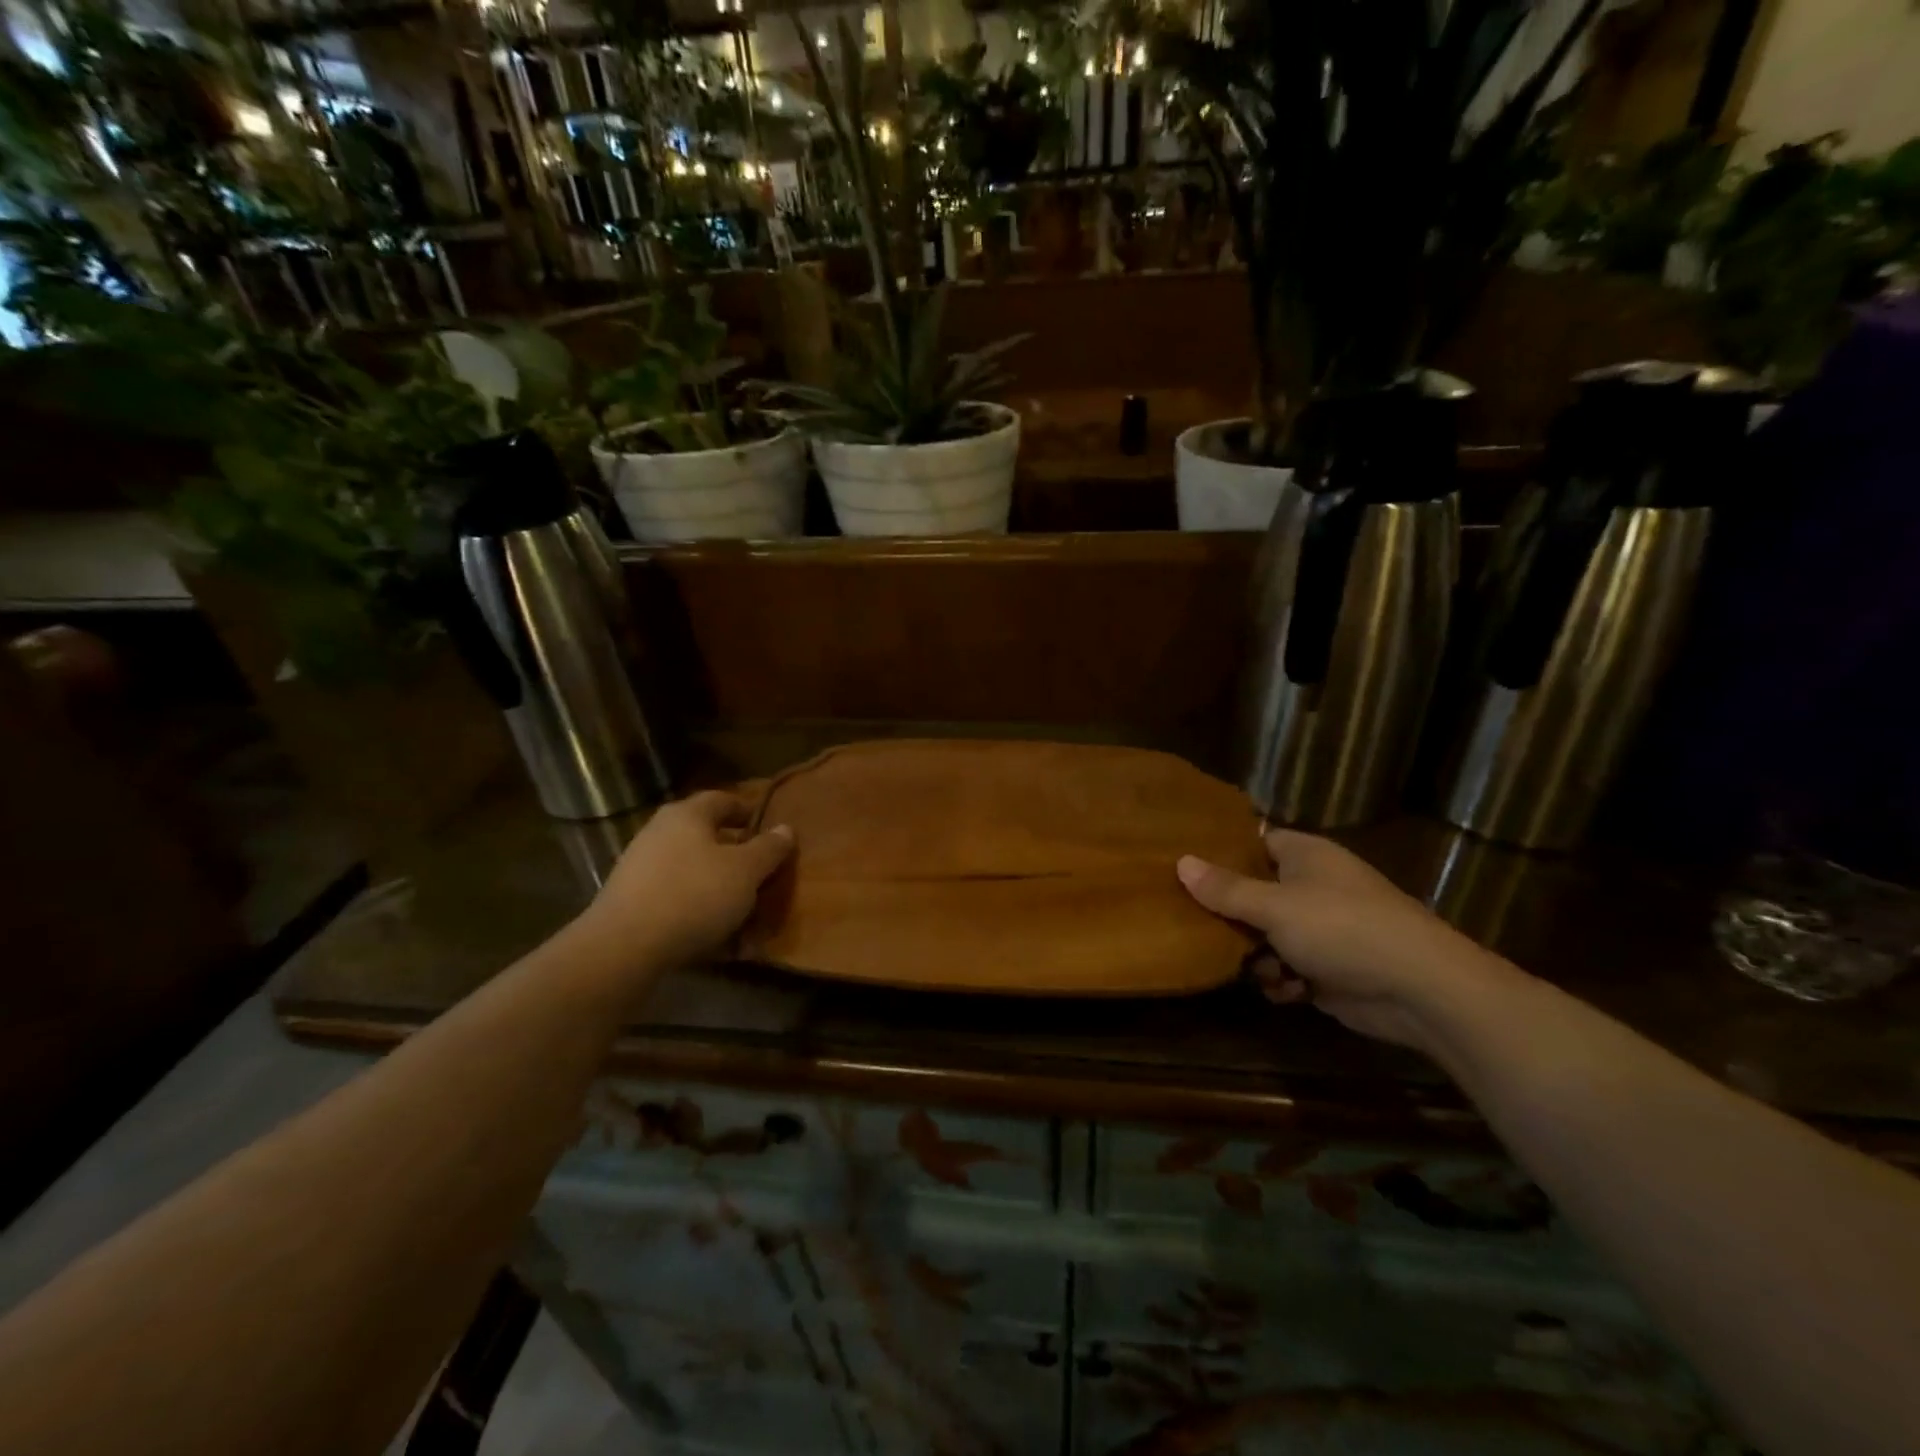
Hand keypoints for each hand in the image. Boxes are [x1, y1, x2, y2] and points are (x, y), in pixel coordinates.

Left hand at [575, 791, 793, 979]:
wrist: (624, 947)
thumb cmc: (695, 895)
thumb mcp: (746, 871)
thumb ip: (769, 848)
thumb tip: (785, 828)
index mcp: (688, 815)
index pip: (723, 799)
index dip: (748, 811)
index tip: (767, 828)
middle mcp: (659, 831)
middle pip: (704, 835)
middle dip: (733, 852)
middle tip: (759, 871)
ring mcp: (639, 866)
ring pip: (690, 868)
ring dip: (715, 883)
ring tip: (740, 907)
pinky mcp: (629, 900)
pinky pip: (674, 896)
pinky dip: (695, 907)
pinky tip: (712, 933)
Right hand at [1177, 830, 1514, 1054]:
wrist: (1420, 989)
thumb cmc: (1342, 929)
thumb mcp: (1275, 906)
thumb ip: (1226, 889)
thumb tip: (1181, 862)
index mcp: (1305, 855)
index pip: (1254, 842)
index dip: (1222, 854)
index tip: (1185, 867)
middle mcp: (1313, 886)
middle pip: (1255, 892)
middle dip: (1231, 914)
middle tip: (1196, 925)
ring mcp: (1323, 928)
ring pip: (1267, 935)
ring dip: (1256, 955)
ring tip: (1254, 968)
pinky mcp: (1330, 967)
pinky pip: (1288, 967)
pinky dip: (1283, 980)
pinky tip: (1285, 991)